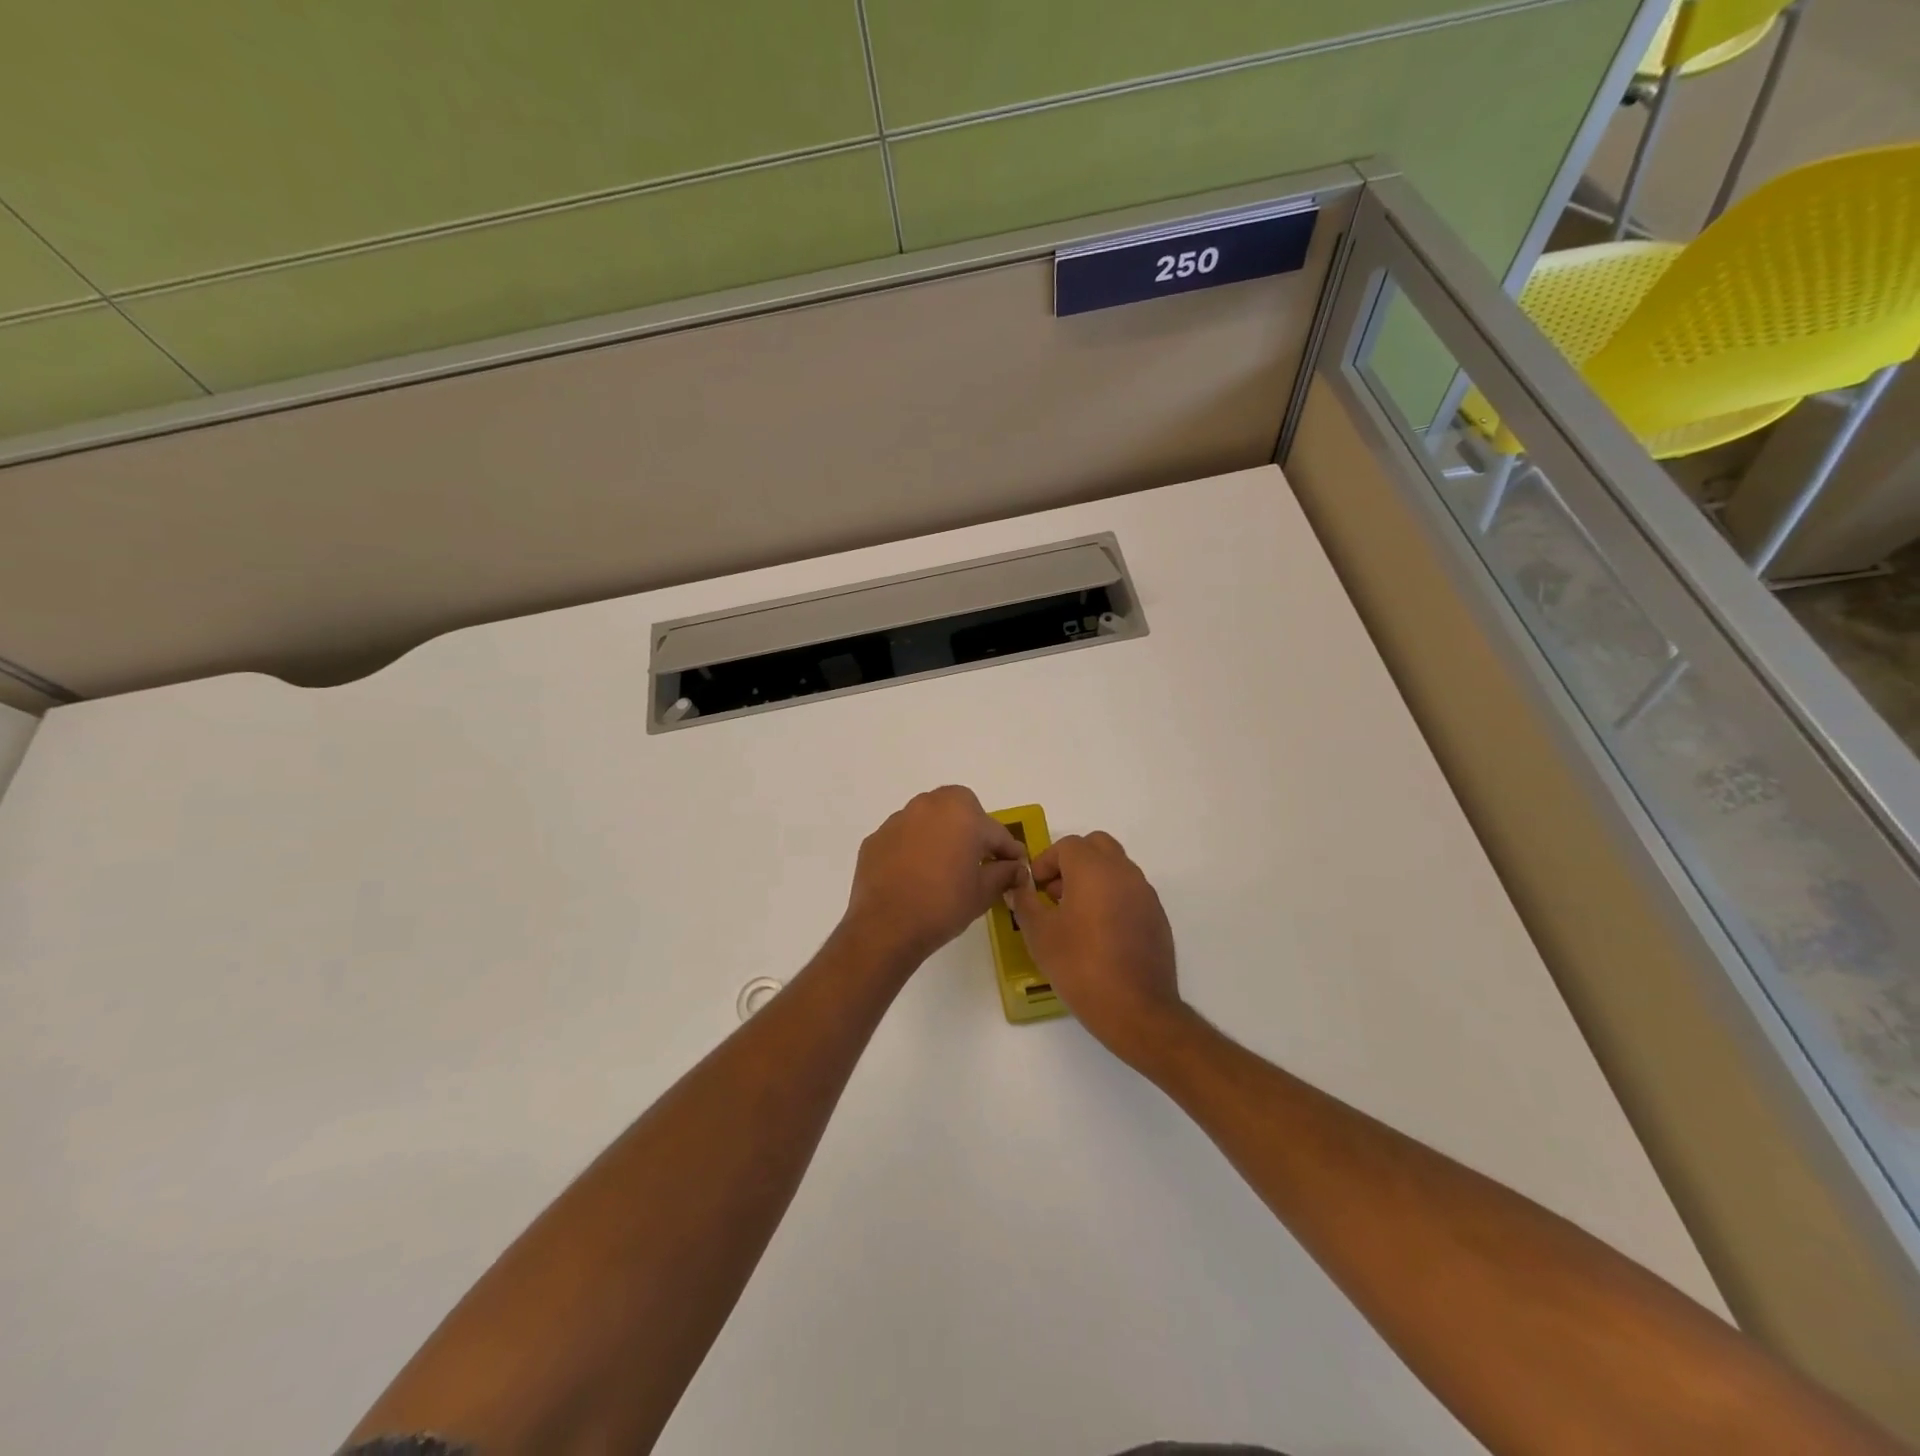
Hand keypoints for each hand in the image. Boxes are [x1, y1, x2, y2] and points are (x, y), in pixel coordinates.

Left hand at [842, 786, 1025, 968]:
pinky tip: (915, 874)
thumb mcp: (983, 893)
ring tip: (944, 865)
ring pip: (929, 818)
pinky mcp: (876, 838)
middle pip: (960, 808)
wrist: (886, 927)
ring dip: (941, 834)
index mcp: (962, 814)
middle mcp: (929, 806)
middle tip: (977, 858)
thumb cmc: (943, 906)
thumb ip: (1003, 873)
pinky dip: (914, 847)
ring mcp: (898, 819)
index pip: (995, 831)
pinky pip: (905, 836)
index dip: (1008, 851)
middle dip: (972, 827)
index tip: (1015, 866)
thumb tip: (1015, 868)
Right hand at [1008, 831, 1186, 1066]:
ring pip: (1116, 867)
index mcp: (1093, 869)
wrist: (1136, 1009)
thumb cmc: (1080, 966)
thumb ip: (1024, 902)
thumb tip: (1018, 886)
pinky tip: (1100, 933)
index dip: (1045, 862)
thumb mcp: (1039, 934)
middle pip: (1097, 846)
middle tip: (1055, 892)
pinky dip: (1112, 897)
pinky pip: (1130, 891)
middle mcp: (1123, 872)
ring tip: (1075, 915)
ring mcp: (1145, 893)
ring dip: (1093, 878)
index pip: (1067, 845)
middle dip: (1073, 861)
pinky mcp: (1157, 916)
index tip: (1035, 889)